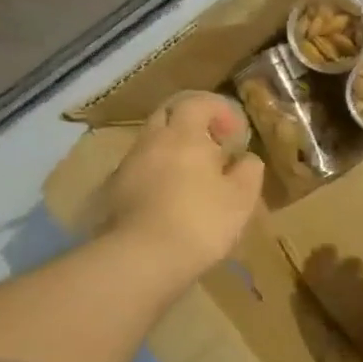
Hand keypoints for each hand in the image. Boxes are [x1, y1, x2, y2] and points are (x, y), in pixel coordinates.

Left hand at [101, 92, 264, 279]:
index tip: (235, 132)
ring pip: (151, 144)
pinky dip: (156, 174)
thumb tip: (247, 159)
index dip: (219, 109)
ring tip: (192, 177)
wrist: (141, 259)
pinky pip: (139, 170)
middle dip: (191, 123)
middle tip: (211, 146)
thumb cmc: (200, 221)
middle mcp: (151, 141)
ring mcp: (128, 167)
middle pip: (168, 115)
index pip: (198, 102)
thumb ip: (249, 171)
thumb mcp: (241, 198)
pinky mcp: (114, 193)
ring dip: (172, 150)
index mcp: (183, 135)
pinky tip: (169, 199)